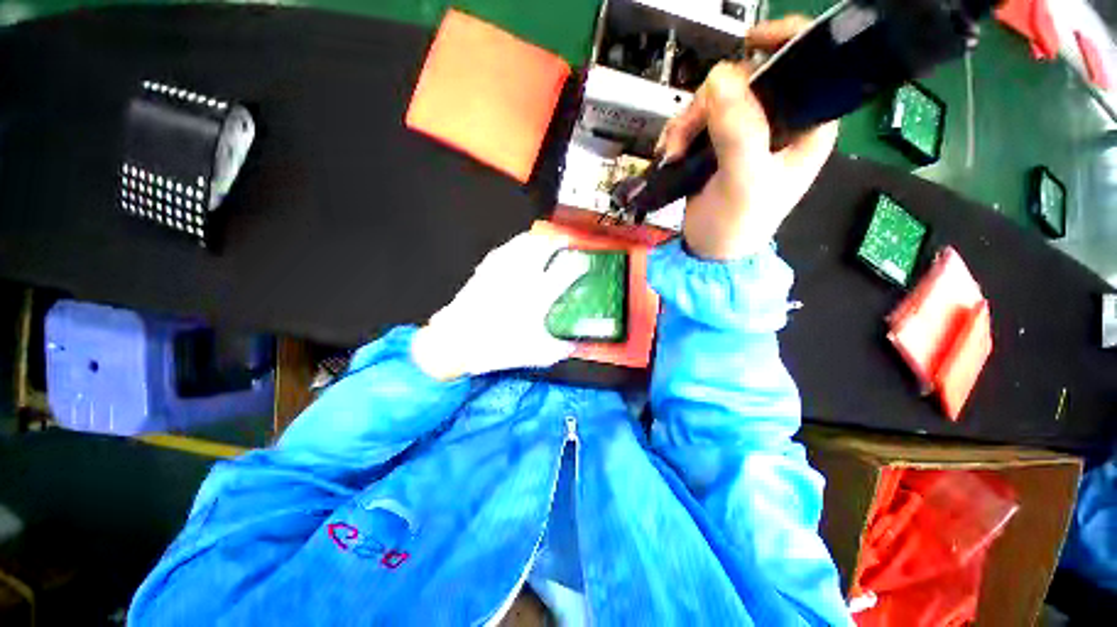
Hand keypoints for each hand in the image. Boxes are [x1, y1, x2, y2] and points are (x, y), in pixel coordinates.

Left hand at [411, 232, 589, 380]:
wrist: (455, 340)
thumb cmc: (496, 347)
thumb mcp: (535, 354)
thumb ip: (559, 348)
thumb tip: (573, 344)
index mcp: (538, 295)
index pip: (568, 269)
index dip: (582, 262)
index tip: (587, 263)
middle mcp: (522, 275)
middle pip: (546, 244)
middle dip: (561, 240)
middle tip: (568, 243)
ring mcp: (502, 268)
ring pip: (526, 240)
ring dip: (541, 239)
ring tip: (548, 242)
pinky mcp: (487, 267)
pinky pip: (508, 247)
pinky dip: (521, 244)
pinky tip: (522, 252)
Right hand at [655, 16, 837, 260]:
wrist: (710, 251)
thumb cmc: (737, 225)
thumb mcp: (743, 182)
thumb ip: (739, 133)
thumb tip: (721, 76)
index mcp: (808, 123)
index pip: (807, 63)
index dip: (783, 42)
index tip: (748, 44)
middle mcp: (781, 120)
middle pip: (746, 79)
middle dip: (709, 102)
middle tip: (686, 135)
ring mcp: (747, 130)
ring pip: (715, 98)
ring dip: (687, 121)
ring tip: (673, 152)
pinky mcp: (719, 143)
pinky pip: (698, 118)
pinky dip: (679, 131)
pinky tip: (670, 151)